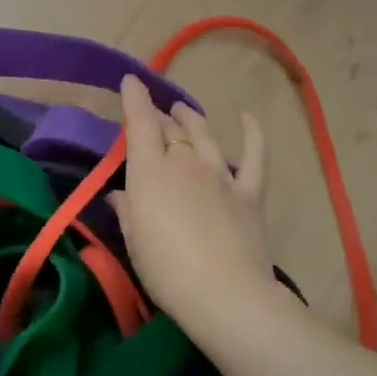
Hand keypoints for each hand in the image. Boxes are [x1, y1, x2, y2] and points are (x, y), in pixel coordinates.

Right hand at [111, 75, 277, 332]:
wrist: (225, 294)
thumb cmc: (166, 271)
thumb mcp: (134, 242)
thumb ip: (127, 210)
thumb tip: (121, 194)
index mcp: (150, 173)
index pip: (140, 125)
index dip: (135, 100)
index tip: (131, 81)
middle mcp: (185, 163)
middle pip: (170, 129)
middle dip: (158, 116)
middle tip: (151, 115)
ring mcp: (221, 175)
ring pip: (204, 135)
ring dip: (191, 119)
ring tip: (182, 110)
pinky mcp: (249, 192)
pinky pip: (255, 156)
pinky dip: (252, 133)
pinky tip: (247, 118)